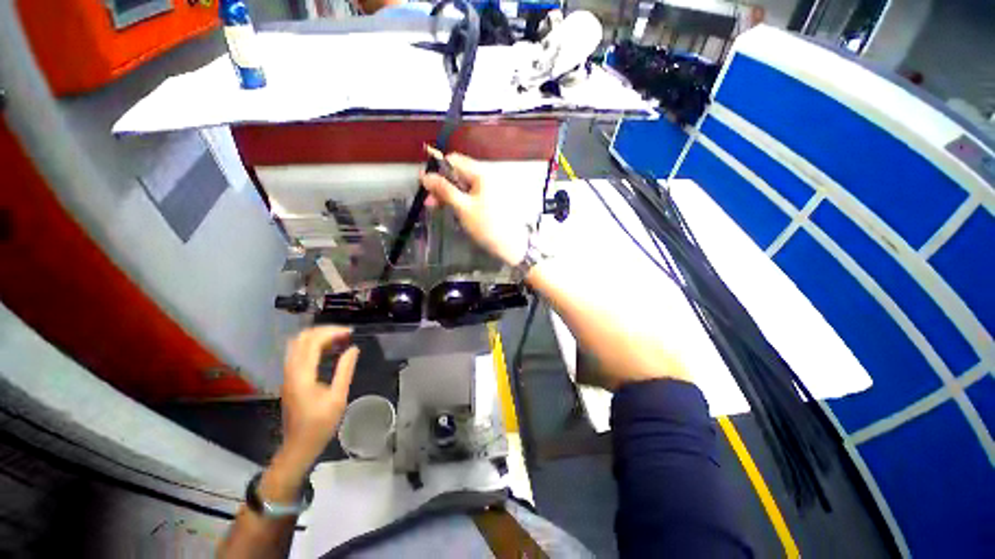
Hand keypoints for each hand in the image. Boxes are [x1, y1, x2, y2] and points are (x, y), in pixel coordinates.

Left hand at [273, 327, 359, 477]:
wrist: (298, 446)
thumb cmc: (320, 424)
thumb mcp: (338, 398)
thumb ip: (345, 370)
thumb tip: (353, 348)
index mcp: (302, 375)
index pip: (313, 342)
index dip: (332, 332)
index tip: (350, 332)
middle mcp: (291, 371)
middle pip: (302, 338)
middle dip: (324, 330)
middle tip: (345, 333)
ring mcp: (288, 374)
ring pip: (297, 344)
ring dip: (317, 336)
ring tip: (339, 338)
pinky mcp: (290, 379)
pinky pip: (298, 353)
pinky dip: (313, 345)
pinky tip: (328, 350)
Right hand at [421, 150, 529, 266]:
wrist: (510, 245)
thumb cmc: (486, 226)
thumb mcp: (463, 207)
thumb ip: (444, 190)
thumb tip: (425, 176)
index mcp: (481, 174)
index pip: (454, 160)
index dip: (437, 169)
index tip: (424, 183)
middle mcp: (485, 177)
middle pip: (458, 173)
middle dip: (441, 184)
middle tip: (428, 201)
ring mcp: (487, 189)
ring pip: (462, 186)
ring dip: (448, 194)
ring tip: (436, 207)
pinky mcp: (488, 200)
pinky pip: (469, 195)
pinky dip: (458, 200)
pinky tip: (450, 209)